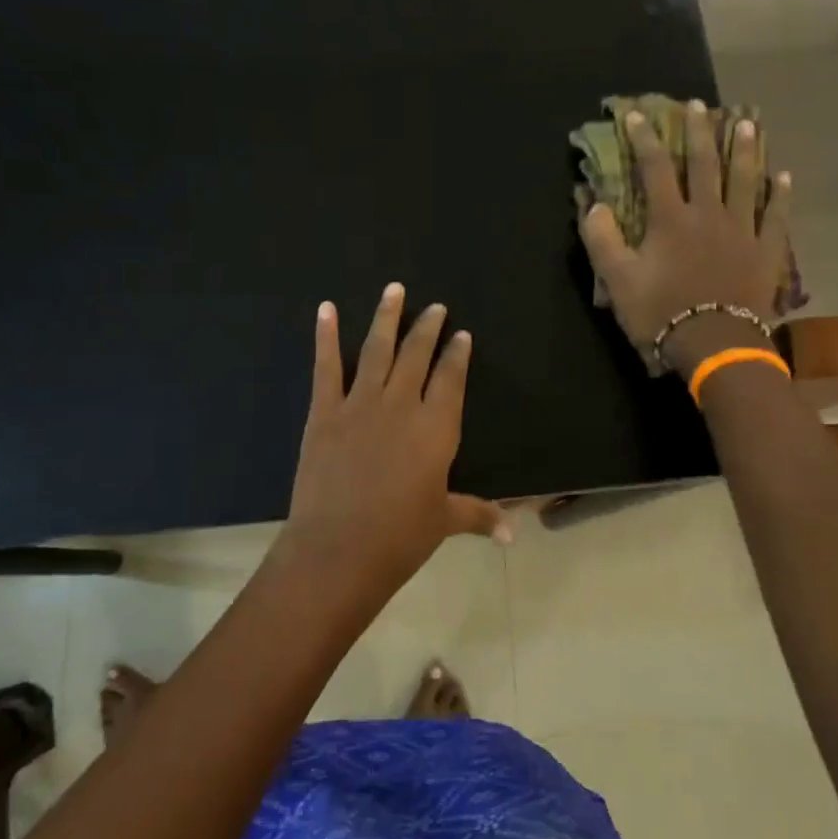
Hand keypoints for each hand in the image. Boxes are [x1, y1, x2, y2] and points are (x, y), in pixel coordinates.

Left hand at [279, 284, 508, 607]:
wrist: (338, 549)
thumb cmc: (400, 537)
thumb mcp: (444, 521)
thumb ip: (479, 515)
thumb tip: (513, 533)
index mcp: (436, 428)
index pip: (451, 379)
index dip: (457, 355)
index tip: (461, 334)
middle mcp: (401, 405)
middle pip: (417, 356)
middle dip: (427, 328)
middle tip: (435, 306)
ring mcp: (360, 404)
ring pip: (377, 350)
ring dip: (386, 317)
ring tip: (394, 289)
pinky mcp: (324, 412)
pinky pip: (326, 367)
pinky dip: (325, 336)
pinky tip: (326, 309)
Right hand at [579, 101, 791, 377]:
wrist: (714, 343)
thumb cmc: (660, 313)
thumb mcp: (617, 280)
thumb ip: (602, 239)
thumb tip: (593, 204)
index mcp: (670, 218)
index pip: (654, 168)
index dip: (644, 139)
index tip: (636, 114)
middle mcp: (708, 213)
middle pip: (704, 163)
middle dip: (698, 131)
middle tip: (698, 105)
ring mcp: (742, 230)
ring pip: (745, 180)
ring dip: (744, 149)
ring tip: (746, 123)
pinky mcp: (766, 250)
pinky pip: (775, 216)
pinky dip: (779, 195)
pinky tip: (782, 176)